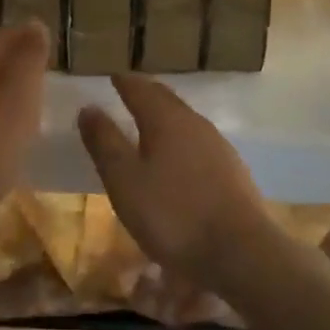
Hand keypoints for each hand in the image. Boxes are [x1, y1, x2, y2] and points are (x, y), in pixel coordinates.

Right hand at [77, 75, 270, 290]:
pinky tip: (178, 159)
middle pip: (166, 100)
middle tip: (129, 92)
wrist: (240, 252)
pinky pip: (199, 143)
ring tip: (148, 124)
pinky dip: (181, 140)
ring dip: (165, 117)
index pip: (141, 89)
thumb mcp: (125, 181)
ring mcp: (218, 146)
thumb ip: (105, 143)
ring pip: (185, 121)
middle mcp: (195, 123)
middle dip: (146, 94)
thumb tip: (89, 107)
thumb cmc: (173, 215)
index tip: (112, 77)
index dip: (124, 82)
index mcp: (166, 119)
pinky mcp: (232, 171)